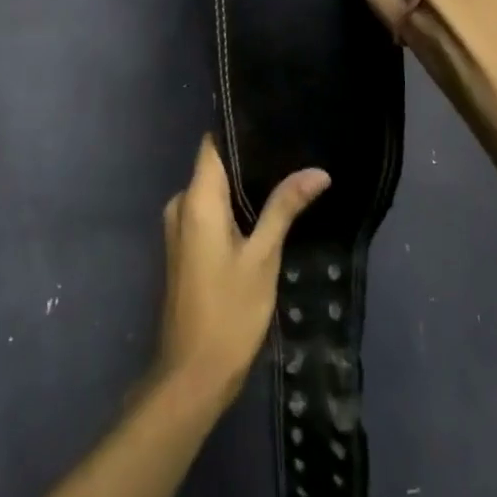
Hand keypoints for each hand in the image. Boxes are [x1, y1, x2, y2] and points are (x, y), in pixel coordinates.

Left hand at [154, 136, 328, 411]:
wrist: (192, 374)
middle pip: (214, 167)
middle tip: (293, 152)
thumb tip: (317, 171)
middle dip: (250, 161)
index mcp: (196, 200)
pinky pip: (209, 213)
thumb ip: (285, 208)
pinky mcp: (184, 247)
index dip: (240, 131)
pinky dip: (233, 209)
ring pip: (213, 191)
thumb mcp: (263, 257)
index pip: (213, 145)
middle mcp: (181, 205)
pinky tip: (265, 213)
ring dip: (244, 188)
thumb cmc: (229, 312)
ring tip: (288, 177)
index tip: (275, 121)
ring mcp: (179, 228)